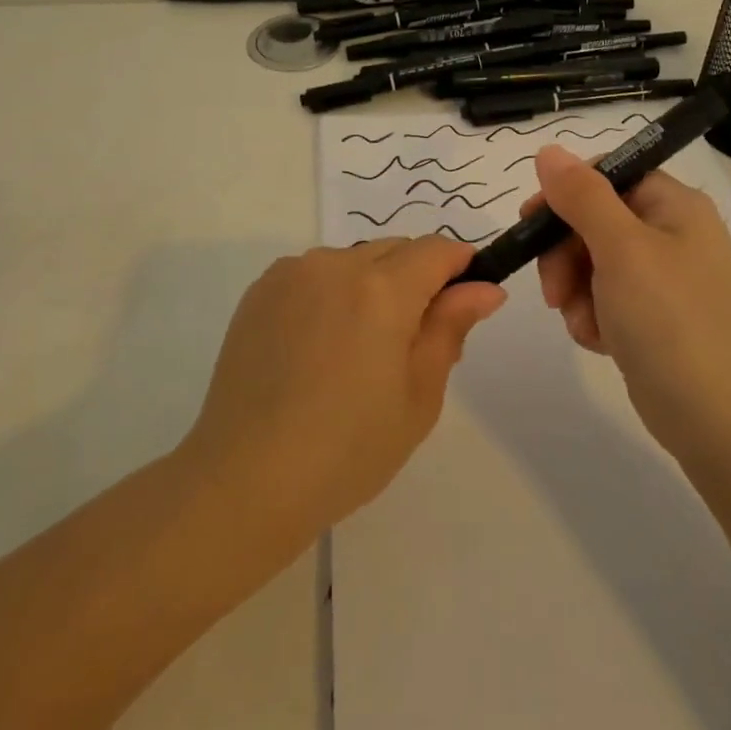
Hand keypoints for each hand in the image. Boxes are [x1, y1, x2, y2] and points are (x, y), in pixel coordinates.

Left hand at [181, 238, 506, 536]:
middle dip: (415, 280)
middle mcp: (335, 264)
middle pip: (395, 250)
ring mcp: (291, 273)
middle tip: (408, 344)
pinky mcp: (260, 290)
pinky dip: (330, 294)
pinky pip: (314, 275)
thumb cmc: (348, 449)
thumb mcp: (418, 395)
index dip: (460, 268)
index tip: (464, 302)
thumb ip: (451, 328)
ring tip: (355, 351)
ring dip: (370, 286)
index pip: (437, 250)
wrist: (245, 479)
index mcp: (382, 289)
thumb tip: (485, 288)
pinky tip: (316, 348)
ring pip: (353, 261)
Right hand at [528, 144, 730, 463]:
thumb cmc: (672, 321)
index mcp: (673, 205)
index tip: (531, 222)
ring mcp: (664, 280)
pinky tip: (601, 343)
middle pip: (593, 220)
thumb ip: (581, 196)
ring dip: (575, 292)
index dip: (565, 194)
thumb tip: (548, 151)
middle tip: (555, 290)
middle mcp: (671, 235)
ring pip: (592, 264)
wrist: (724, 423)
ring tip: (584, 324)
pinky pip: (605, 301)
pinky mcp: (655, 320)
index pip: (606, 174)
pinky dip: (593, 318)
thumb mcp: (621, 249)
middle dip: (565, 254)